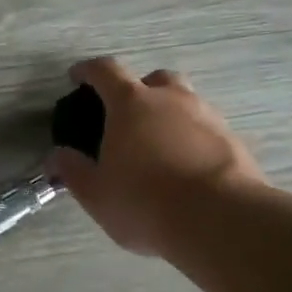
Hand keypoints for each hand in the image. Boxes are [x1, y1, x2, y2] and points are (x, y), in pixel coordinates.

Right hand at [49, 57, 266, 256]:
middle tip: (127, 115)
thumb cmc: (145, 202)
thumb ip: (73, 170)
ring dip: (170, 115)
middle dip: (140, 89)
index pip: (105, 71)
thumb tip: (57, 156)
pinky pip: (207, 131)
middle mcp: (171, 100)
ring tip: (159, 147)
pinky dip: (193, 140)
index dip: (88, 70)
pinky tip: (187, 168)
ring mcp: (208, 118)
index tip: (77, 76)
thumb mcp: (95, 193)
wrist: (221, 221)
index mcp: (131, 104)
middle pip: (155, 79)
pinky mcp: (234, 142)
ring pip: (186, 102)